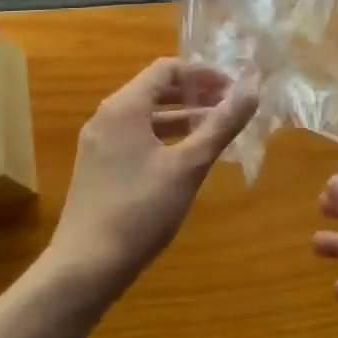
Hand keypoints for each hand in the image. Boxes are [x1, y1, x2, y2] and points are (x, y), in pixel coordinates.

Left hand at [48, 59, 258, 299]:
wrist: (84, 268)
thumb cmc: (139, 210)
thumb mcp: (189, 166)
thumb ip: (221, 125)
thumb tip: (253, 90)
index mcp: (124, 107)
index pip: (167, 69)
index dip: (203, 74)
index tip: (232, 89)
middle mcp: (107, 117)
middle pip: (156, 89)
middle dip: (195, 94)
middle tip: (229, 106)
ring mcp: (99, 143)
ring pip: (147, 115)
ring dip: (182, 116)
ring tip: (215, 129)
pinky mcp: (98, 167)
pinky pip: (136, 136)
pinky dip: (165, 136)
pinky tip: (187, 156)